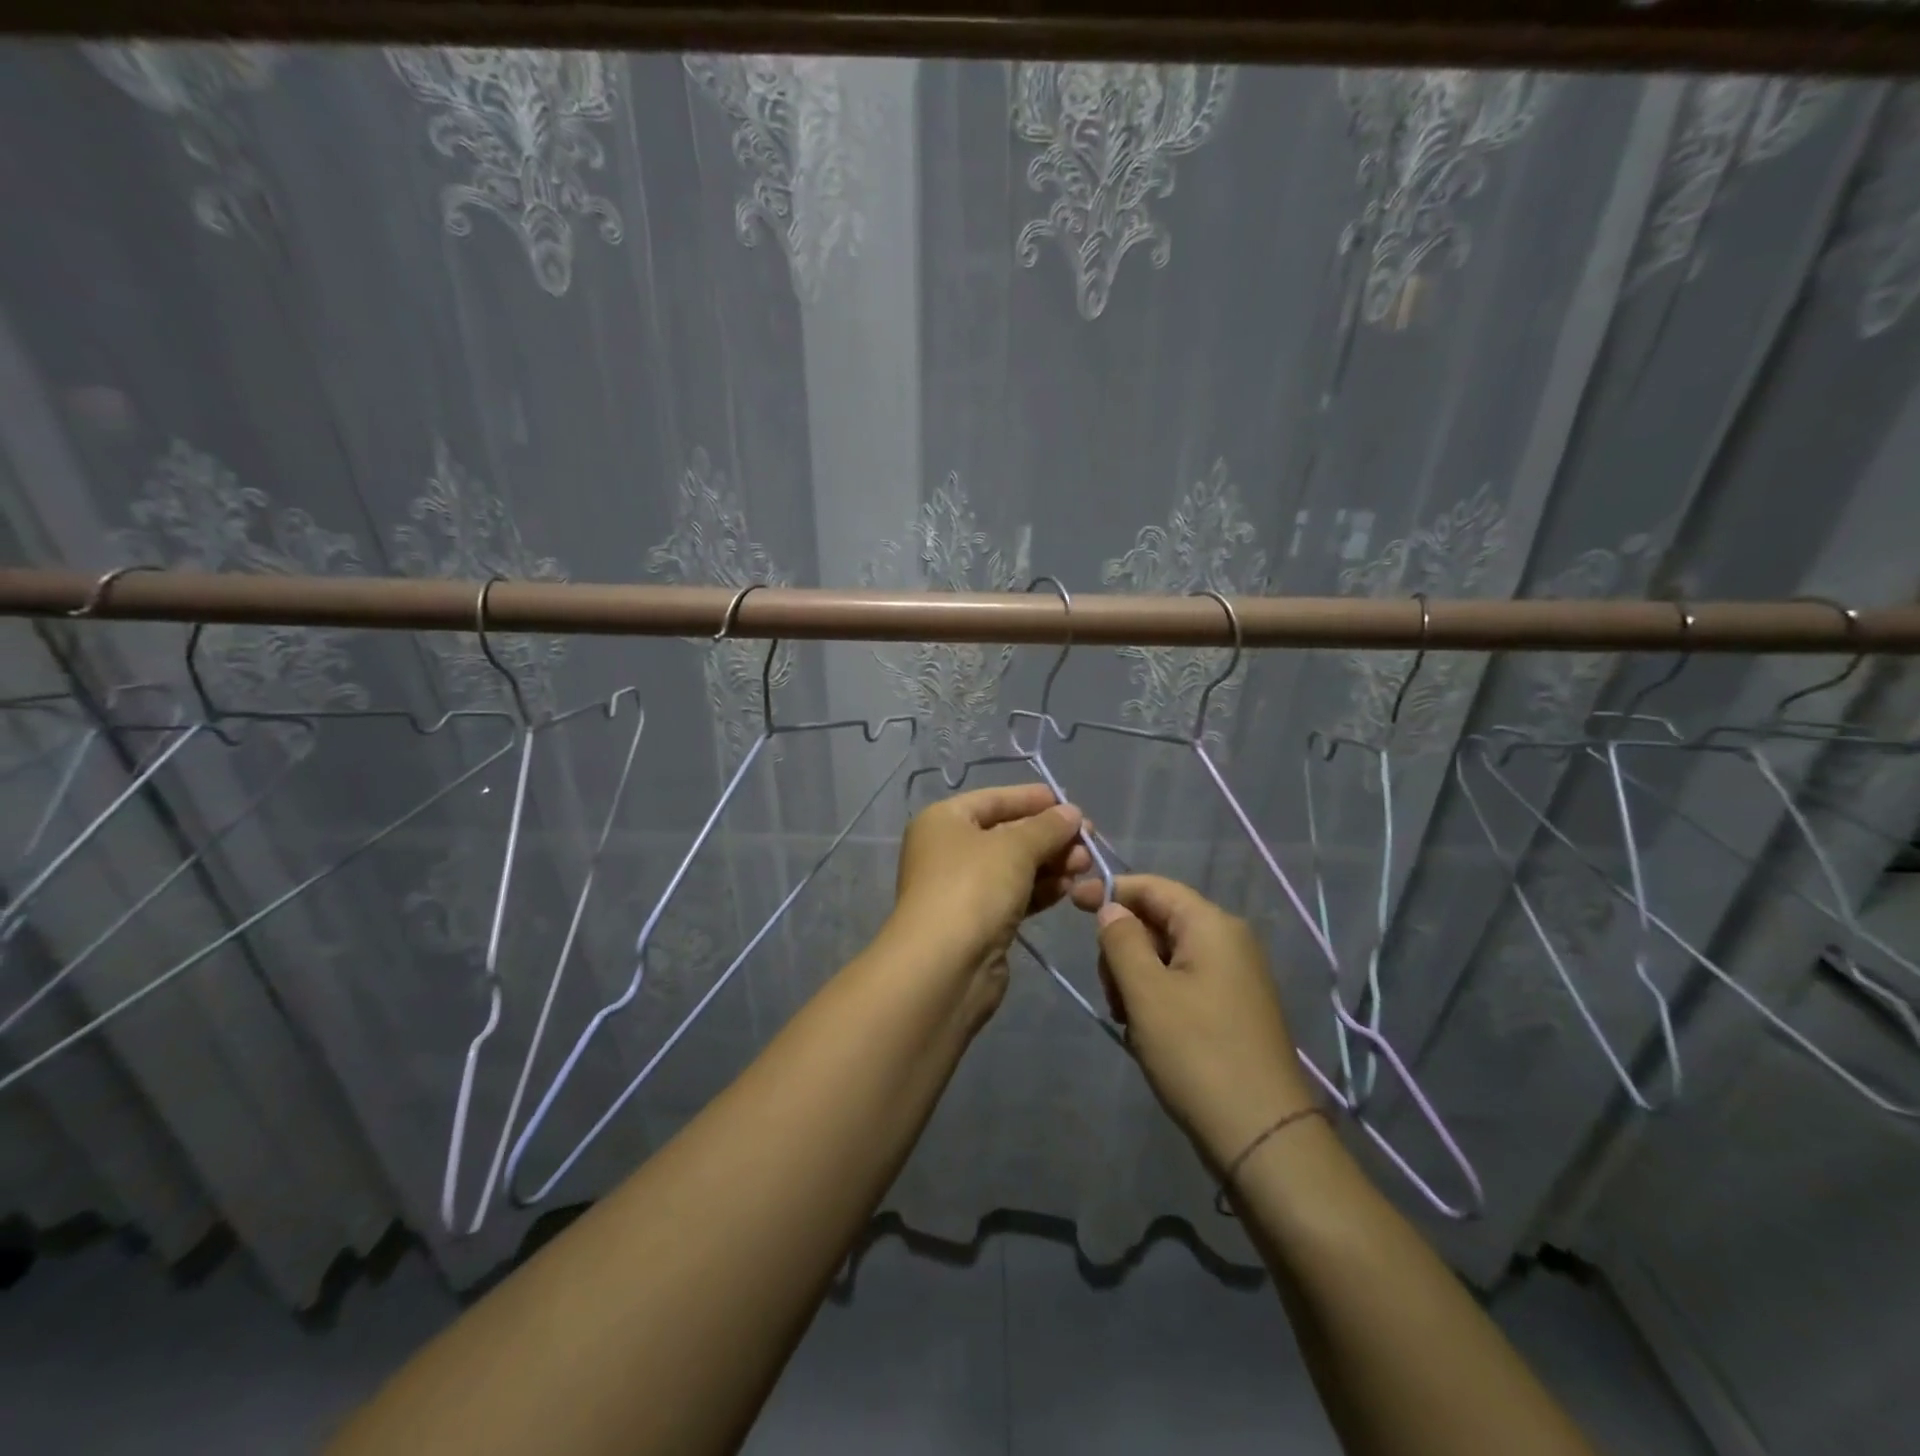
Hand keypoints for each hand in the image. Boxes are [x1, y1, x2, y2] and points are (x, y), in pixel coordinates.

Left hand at [891, 785, 1091, 1011]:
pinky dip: (1040, 889)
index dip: (1031, 799)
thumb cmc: (973, 888)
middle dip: (1049, 836)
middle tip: (1089, 840)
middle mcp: (948, 851)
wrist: (945, 966)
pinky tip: (1069, 888)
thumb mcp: (1015, 847)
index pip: (993, 800)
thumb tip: (1072, 813)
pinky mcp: (978, 922)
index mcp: (944, 821)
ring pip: (1014, 867)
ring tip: (1086, 864)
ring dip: (1050, 863)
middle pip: (1006, 834)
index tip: (1070, 803)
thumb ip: (1047, 827)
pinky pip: (1014, 895)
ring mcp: (961, 889)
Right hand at [1071, 875, 1315, 1170]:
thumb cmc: (1197, 1054)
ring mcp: (1235, 976)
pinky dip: (1158, 998)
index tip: (1070, 903)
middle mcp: (1228, 941)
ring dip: (1137, 979)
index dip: (1109, 890)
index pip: (1152, 886)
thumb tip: (1112, 909)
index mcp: (1211, 925)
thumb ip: (1121, 940)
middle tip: (1113, 994)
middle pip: (1158, 920)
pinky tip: (1150, 1034)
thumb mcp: (1146, 993)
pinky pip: (1183, 982)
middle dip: (1123, 947)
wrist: (1263, 1136)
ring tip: (1131, 1022)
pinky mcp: (1234, 1007)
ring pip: (1166, 955)